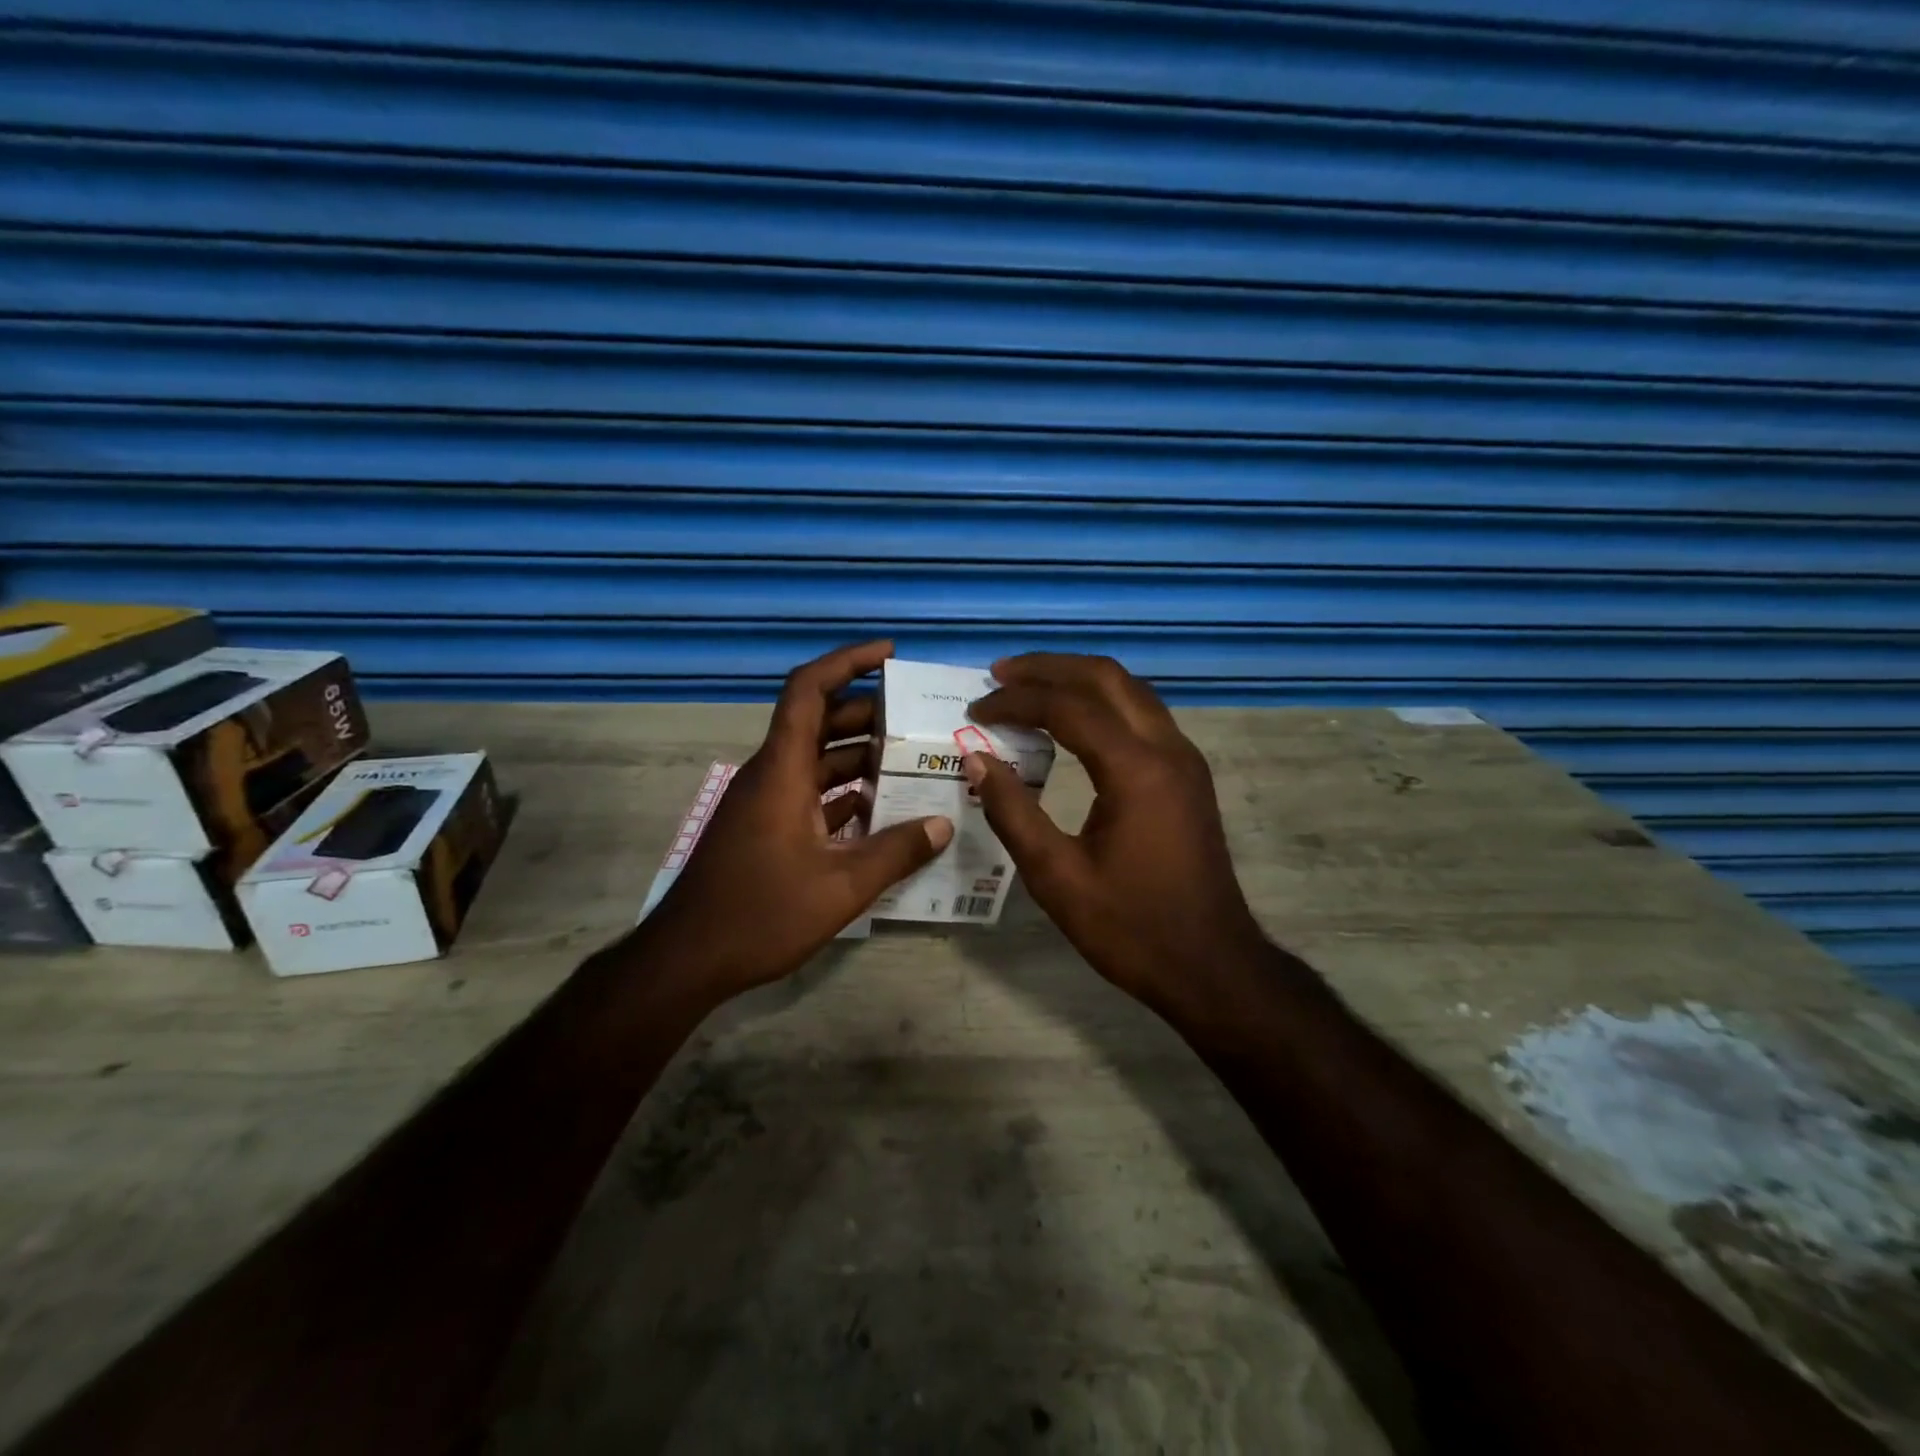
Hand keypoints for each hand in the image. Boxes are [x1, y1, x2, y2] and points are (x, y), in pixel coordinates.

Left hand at [647, 640, 953, 1000]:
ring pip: (818, 760)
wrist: (688, 960)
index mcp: (782, 770)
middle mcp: (772, 775)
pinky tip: (883, 811)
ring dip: (860, 757)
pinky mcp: (766, 828)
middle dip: (869, 714)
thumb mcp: (840, 887)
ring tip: (913, 762)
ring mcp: (767, 802)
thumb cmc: (760, 914)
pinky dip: (845, 793)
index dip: (848, 662)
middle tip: (919, 719)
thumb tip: (943, 825)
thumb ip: (896, 852)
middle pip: (820, 722)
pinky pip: (811, 793)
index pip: (809, 690)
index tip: (889, 653)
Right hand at [966, 653, 1267, 1013]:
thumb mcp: (1057, 877)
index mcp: (1137, 770)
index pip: (1068, 707)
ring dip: (1078, 680)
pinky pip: (1142, 714)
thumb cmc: (1132, 928)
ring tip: (1029, 686)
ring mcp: (1185, 759)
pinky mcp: (1189, 775)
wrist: (1213, 966)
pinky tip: (1073, 719)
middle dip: (1049, 668)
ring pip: (1129, 690)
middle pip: (1106, 678)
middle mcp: (1168, 749)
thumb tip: (976, 759)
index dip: (1016, 701)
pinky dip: (1102, 702)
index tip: (976, 709)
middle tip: (1000, 673)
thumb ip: (1013, 812)